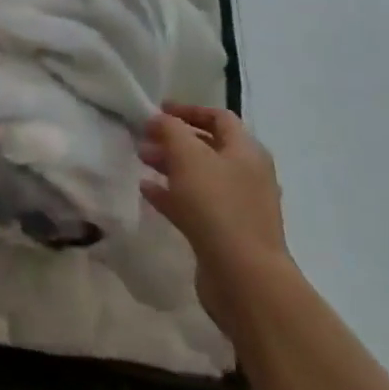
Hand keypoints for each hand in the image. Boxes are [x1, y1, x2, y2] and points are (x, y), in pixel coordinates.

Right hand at [141, 105, 289, 325]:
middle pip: (208, 147)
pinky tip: (147, 192)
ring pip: (200, 177)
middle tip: (144, 138)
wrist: (245, 279)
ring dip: (170, 166)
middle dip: (174, 140)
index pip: (219, 117)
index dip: (188, 109)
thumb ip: (170, 129)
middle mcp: (247, 175)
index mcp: (246, 151)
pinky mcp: (226, 234)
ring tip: (141, 161)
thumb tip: (159, 119)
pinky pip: (196, 205)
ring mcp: (238, 207)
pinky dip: (172, 194)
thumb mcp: (188, 155)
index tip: (158, 110)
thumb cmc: (217, 206)